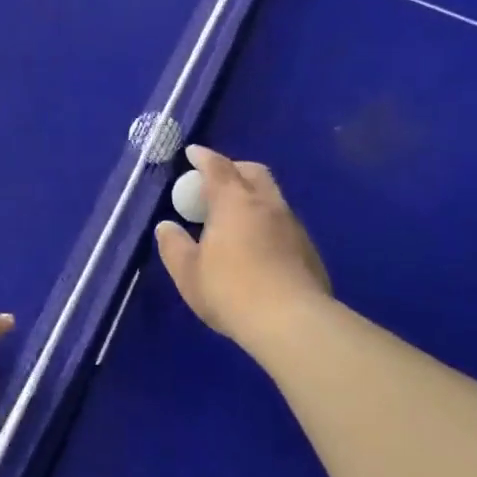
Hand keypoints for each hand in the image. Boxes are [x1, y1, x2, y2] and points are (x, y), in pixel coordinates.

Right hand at [155, 146, 329, 349]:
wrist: (291, 322)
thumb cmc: (230, 291)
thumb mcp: (188, 273)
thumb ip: (174, 246)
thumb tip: (167, 227)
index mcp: (235, 202)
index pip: (218, 167)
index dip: (204, 157)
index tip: (193, 153)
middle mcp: (267, 205)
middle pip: (253, 172)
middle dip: (234, 169)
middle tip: (215, 182)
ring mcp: (293, 226)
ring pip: (272, 197)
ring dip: (253, 197)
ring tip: (235, 218)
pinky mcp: (309, 249)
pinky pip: (283, 223)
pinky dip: (267, 222)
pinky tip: (258, 246)